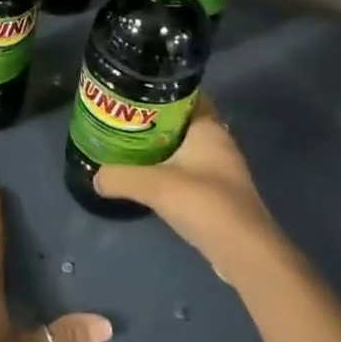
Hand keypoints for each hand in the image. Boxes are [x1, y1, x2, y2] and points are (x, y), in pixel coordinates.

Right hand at [93, 93, 282, 274]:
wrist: (244, 252)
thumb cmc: (203, 203)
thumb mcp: (153, 185)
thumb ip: (120, 177)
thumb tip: (96, 177)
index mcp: (208, 127)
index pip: (185, 94)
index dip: (160, 90)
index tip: (132, 92)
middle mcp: (218, 142)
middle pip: (182, 121)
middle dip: (154, 120)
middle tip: (122, 119)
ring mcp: (222, 169)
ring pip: (185, 147)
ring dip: (162, 147)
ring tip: (128, 146)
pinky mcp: (220, 194)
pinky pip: (189, 170)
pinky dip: (170, 170)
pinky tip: (149, 179)